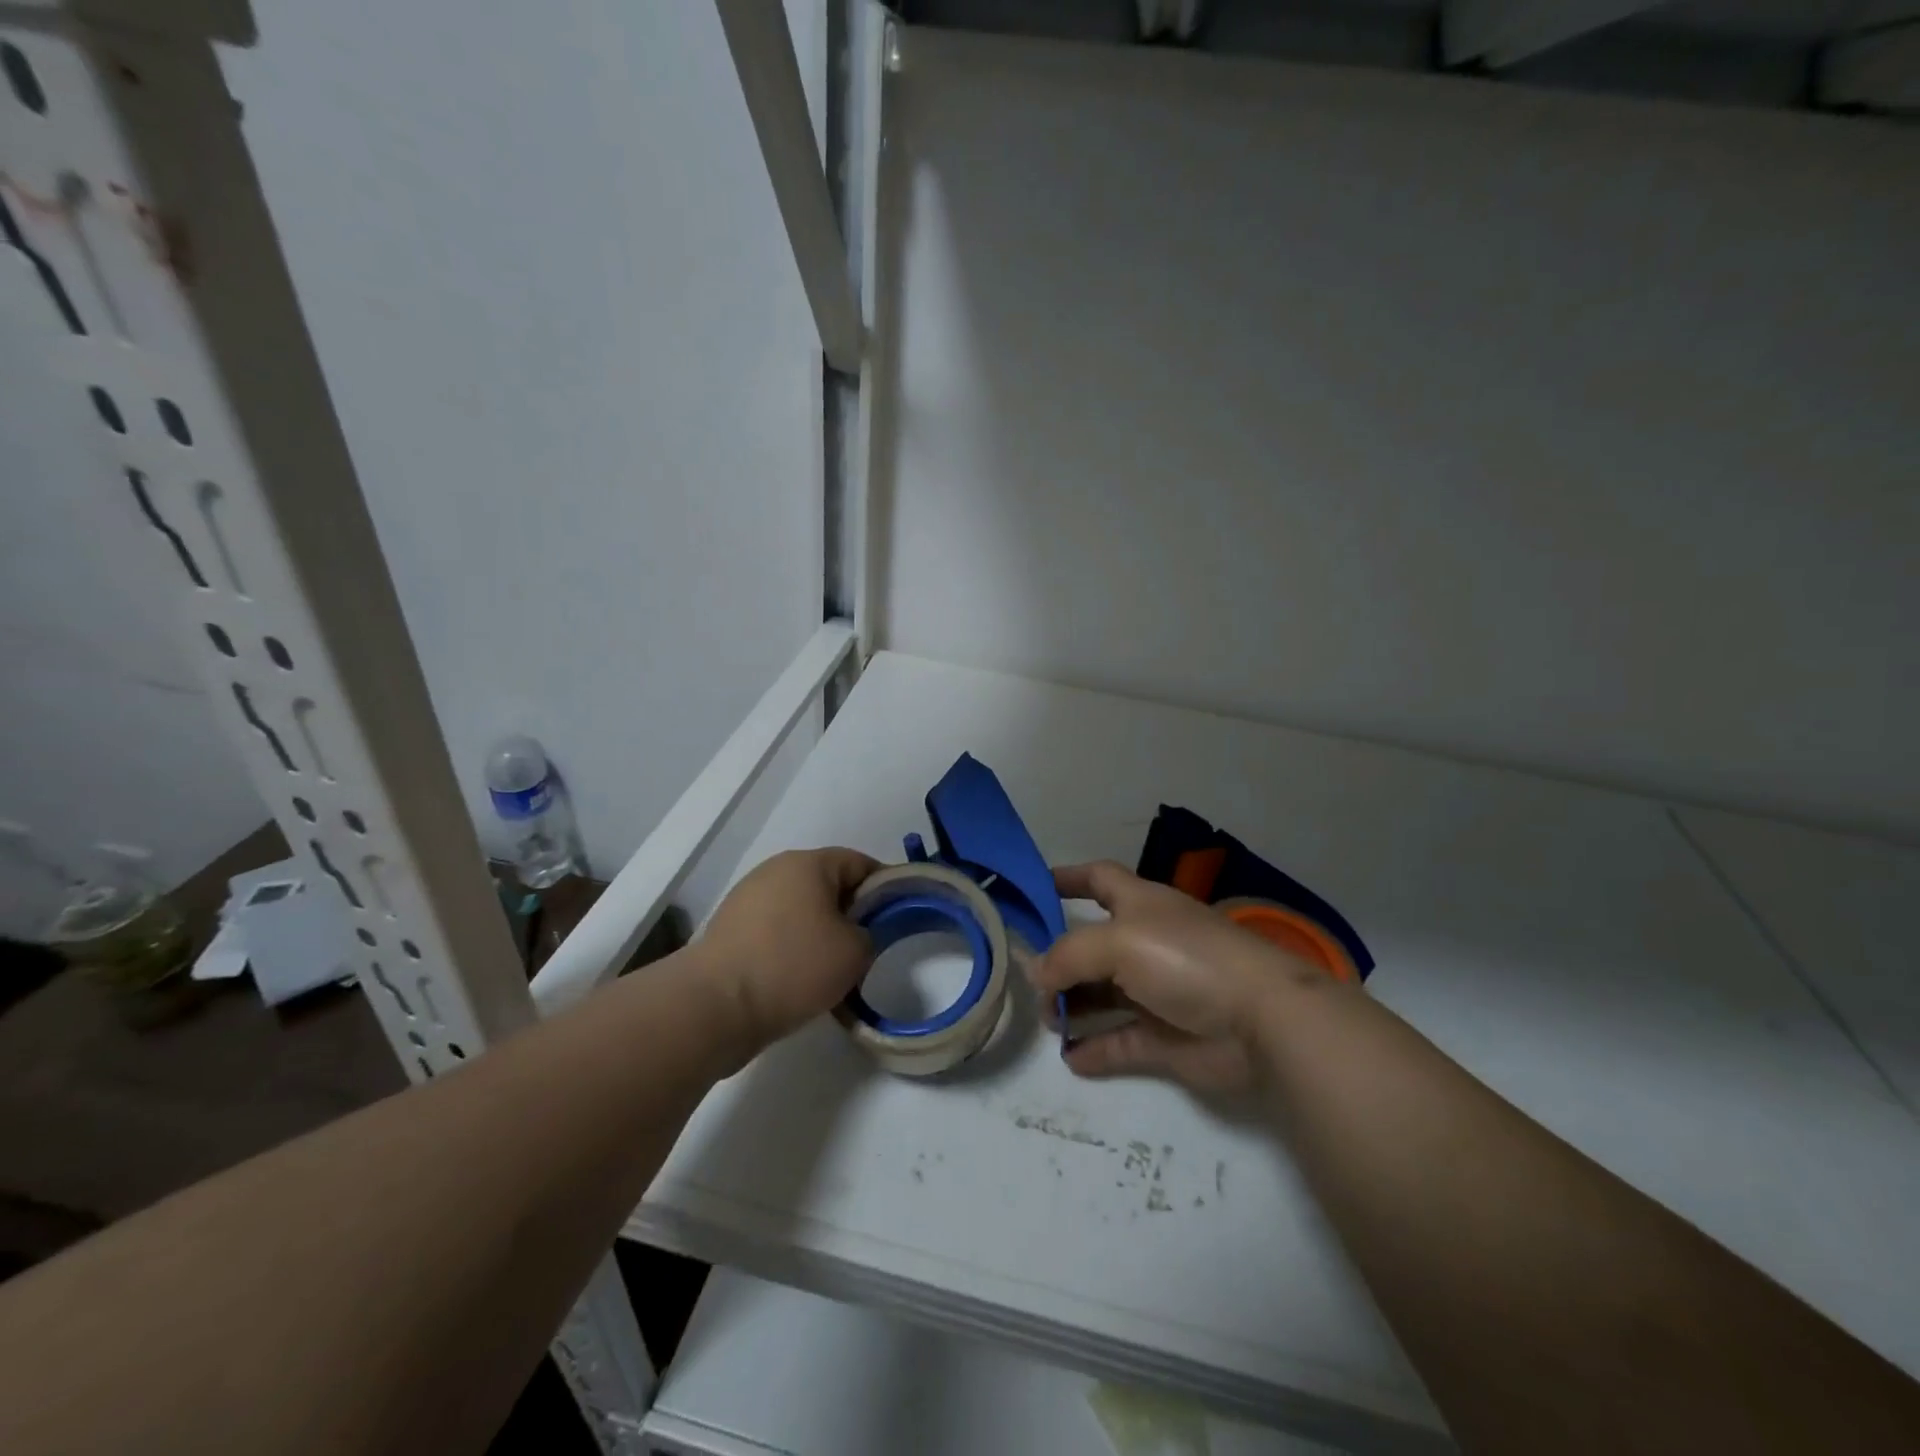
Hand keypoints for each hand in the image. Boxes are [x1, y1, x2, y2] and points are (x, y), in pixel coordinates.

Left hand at [699, 847, 878, 1056]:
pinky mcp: (730, 932)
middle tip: (869, 947)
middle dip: (851, 913)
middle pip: (828, 886)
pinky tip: (801, 982)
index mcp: (808, 863)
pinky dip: (793, 950)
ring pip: (801, 911)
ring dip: (821, 934)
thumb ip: (871, 934)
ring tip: (835, 971)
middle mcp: (775, 871)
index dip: (885, 887)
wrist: (714, 1006)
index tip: (899, 916)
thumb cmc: (793, 966)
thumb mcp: (855, 952)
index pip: (860, 862)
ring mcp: (748, 900)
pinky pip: (776, 933)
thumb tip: (855, 935)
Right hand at [1034, 861, 1331, 1092]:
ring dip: (1073, 1005)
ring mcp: (1158, 991)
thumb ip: (1069, 954)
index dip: (1067, 878)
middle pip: (1092, 944)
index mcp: (1141, 904)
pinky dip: (1095, 1048)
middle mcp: (1147, 942)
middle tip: (1029, 980)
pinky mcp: (1167, 1037)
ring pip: (1104, 995)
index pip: (1098, 879)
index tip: (1033, 887)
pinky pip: (1121, 1041)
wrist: (1262, 1020)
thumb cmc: (1187, 960)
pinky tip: (1070, 1057)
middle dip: (1060, 958)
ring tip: (1047, 1020)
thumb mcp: (1118, 941)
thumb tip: (1037, 974)